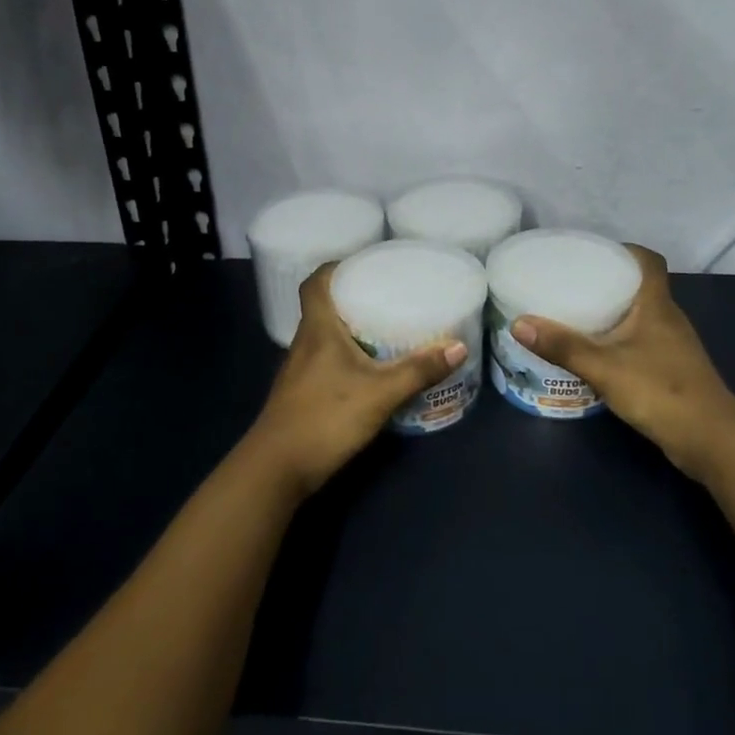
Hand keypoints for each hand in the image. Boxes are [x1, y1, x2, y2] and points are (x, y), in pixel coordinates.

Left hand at [248, 262, 467, 495]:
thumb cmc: (325, 419)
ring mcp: (300, 370)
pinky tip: (370, 369)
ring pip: (325, 336)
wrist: (276, 470)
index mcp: (317, 330)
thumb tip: (458, 347)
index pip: (315, 283)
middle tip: (388, 294)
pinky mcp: (302, 393)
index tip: (364, 263)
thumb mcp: (380, 393)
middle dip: (352, 297)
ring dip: (350, 328)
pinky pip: (326, 360)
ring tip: (385, 326)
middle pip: (323, 307)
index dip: (335, 268)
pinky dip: (347, 356)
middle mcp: (305, 343)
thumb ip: (418, 370)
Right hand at [512, 245, 734, 480]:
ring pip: (640, 316)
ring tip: (576, 314)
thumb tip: (518, 323)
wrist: (711, 441)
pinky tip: (597, 353)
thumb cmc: (660, 392)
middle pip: (641, 286)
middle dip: (609, 280)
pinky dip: (620, 340)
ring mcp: (673, 346)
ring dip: (613, 312)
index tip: (592, 253)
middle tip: (571, 282)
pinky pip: (641, 342)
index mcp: (657, 305)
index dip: (624, 250)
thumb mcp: (604, 367)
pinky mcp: (672, 370)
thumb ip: (563, 346)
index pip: (649, 261)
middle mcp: (669, 318)